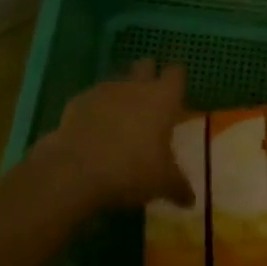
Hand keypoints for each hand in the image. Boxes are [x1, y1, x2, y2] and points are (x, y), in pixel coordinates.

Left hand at [36, 59, 196, 211]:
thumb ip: (178, 186)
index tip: (176, 94)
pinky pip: (91, 100)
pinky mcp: (77, 102)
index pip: (176, 74)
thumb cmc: (131, 170)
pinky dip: (94, 112)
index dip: (176, 81)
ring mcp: (104, 91)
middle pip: (145, 65)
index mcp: (162, 98)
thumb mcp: (161, 183)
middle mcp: (135, 86)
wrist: (75, 171)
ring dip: (120, 95)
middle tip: (149, 100)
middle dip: (147, 76)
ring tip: (119, 122)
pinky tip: (92, 133)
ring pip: (117, 81)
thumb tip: (191, 200)